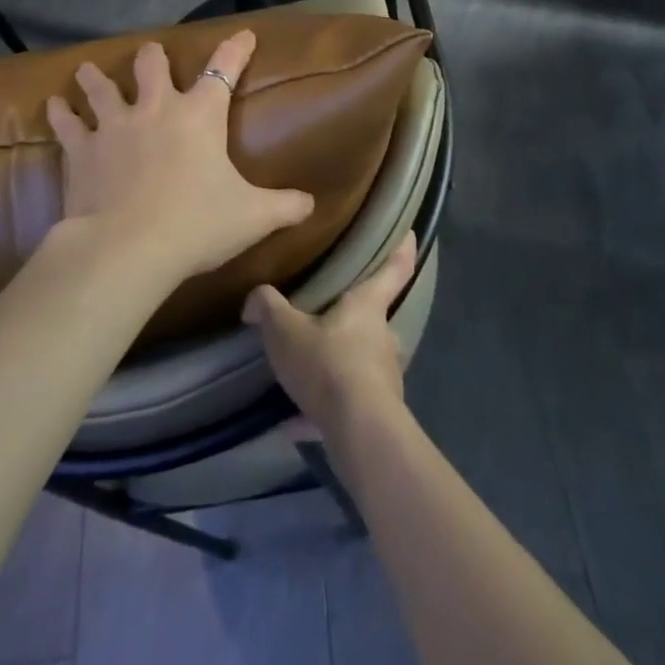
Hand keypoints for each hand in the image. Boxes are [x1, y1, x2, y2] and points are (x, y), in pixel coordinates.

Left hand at [45, 31, 314, 287]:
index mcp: (200, 115)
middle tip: (151, 56)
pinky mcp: (82, 149)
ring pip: (101, 87)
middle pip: (151, 65)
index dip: (236, 50)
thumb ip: (284, 206)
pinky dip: (60, 114)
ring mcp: (114, 125)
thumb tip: (312, 204)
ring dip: (95, 78)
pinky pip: (67, 123)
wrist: (128, 248)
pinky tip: (53, 105)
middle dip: (152, 57)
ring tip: (86, 70)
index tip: (244, 35)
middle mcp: (156, 109)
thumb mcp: (252, 217)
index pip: (224, 70)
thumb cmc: (197, 224)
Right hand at [243, 234, 417, 436]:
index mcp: (368, 305)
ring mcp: (385, 376)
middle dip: (353, 318)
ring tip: (302, 373)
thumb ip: (268, 307)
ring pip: (360, 362)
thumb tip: (254, 299)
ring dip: (336, 366)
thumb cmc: (328, 364)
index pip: (394, 267)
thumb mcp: (285, 330)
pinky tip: (291, 422)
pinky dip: (322, 410)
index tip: (409, 233)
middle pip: (373, 318)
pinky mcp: (378, 412)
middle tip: (326, 316)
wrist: (359, 432)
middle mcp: (383, 336)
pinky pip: (347, 403)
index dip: (402, 248)